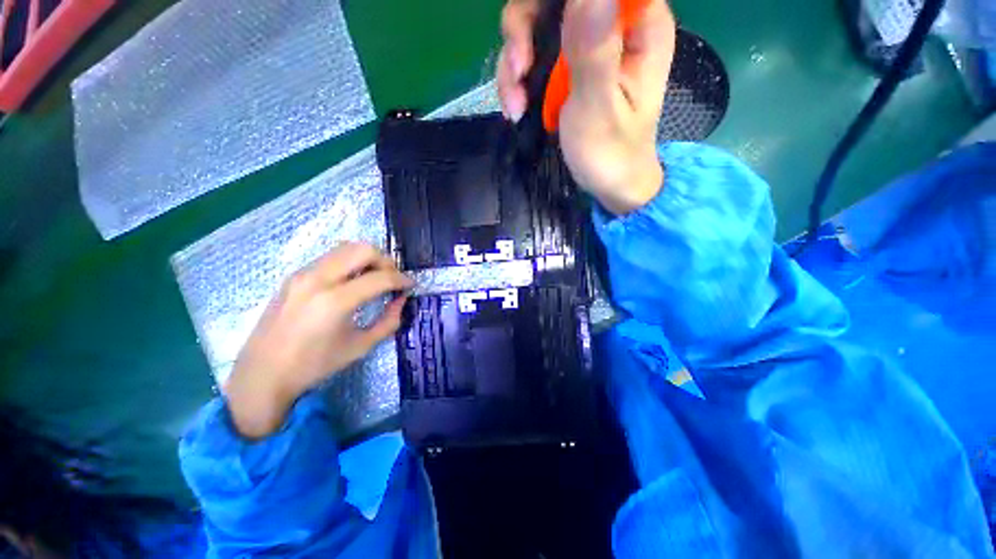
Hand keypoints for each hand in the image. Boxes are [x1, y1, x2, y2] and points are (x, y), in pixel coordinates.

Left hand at [223, 242, 412, 438]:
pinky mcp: (294, 275)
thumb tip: (402, 300)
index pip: (380, 277)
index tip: (411, 285)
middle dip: (386, 261)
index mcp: (335, 301)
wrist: (262, 374)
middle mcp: (317, 279)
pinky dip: (350, 262)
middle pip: (363, 249)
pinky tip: (353, 281)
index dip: (402, 279)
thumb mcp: (360, 347)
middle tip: (393, 279)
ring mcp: (302, 273)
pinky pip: (331, 257)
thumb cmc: (314, 365)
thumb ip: (389, 321)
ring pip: (346, 247)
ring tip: (375, 278)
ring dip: (368, 258)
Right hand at [497, 0, 674, 214]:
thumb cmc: (610, 154)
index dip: (557, 0)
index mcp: (638, 24)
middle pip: (555, 0)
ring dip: (514, 62)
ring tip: (515, 105)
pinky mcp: (566, 65)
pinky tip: (516, 108)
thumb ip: (594, 50)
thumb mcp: (599, 108)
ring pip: (535, 23)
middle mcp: (611, 22)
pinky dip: (516, 80)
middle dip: (525, 30)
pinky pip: (531, 53)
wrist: (606, 183)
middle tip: (518, 71)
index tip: (535, 34)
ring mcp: (585, 43)